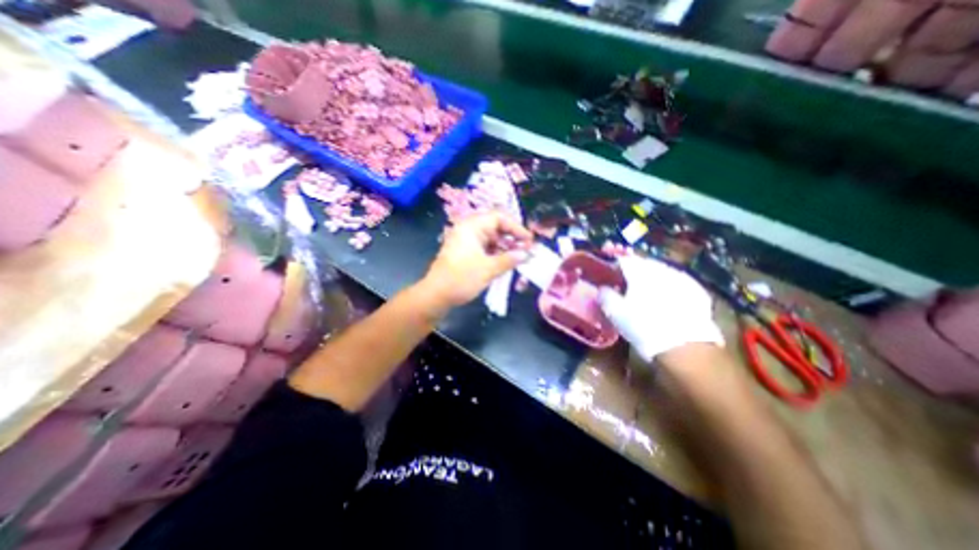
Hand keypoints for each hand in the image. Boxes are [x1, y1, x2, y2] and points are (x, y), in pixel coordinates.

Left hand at [417, 211, 532, 311]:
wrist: (436, 295)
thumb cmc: (461, 278)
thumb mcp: (488, 269)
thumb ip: (509, 259)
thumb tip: (526, 254)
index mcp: (471, 227)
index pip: (499, 218)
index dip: (516, 227)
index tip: (529, 240)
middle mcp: (468, 230)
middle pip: (495, 227)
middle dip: (512, 238)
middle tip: (525, 250)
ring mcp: (466, 241)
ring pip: (491, 238)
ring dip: (505, 247)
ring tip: (517, 258)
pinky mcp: (465, 252)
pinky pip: (484, 247)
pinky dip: (496, 253)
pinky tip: (505, 262)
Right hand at [596, 256, 725, 362]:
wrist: (685, 348)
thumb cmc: (643, 327)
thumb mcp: (615, 313)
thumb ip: (605, 296)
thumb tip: (602, 288)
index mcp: (639, 271)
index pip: (624, 260)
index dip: (615, 266)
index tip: (611, 275)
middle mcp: (661, 269)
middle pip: (644, 264)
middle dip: (635, 271)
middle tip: (627, 284)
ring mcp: (682, 278)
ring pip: (662, 272)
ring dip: (653, 278)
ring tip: (647, 293)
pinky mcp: (697, 291)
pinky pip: (678, 283)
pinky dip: (670, 287)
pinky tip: (668, 300)